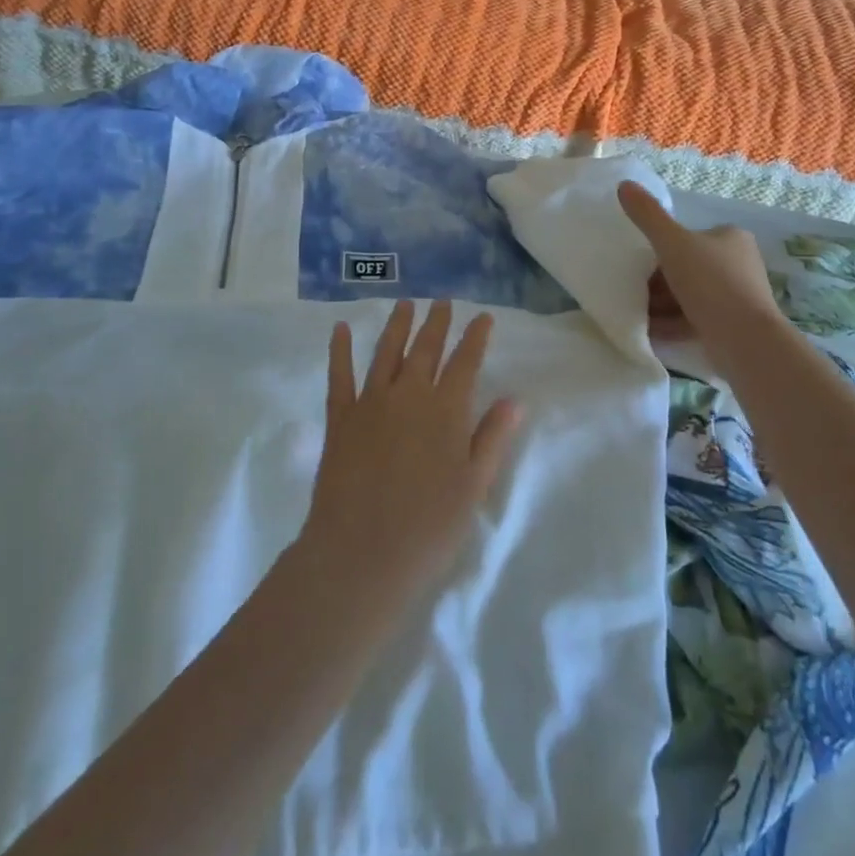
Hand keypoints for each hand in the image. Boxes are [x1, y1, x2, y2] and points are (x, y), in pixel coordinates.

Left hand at [302, 301, 519, 613]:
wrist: (361, 553)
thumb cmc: (428, 527)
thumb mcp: (473, 486)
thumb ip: (492, 438)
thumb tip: (514, 399)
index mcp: (446, 410)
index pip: (466, 362)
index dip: (475, 337)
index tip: (482, 317)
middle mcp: (409, 395)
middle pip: (426, 349)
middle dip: (437, 323)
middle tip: (443, 302)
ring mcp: (371, 403)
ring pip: (386, 352)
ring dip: (398, 325)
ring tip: (405, 304)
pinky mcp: (340, 418)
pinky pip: (340, 375)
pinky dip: (340, 350)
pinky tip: (341, 328)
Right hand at [618, 181, 779, 343]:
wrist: (745, 340)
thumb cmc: (710, 283)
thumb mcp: (672, 243)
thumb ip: (647, 215)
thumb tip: (624, 184)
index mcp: (731, 238)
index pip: (690, 237)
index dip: (662, 249)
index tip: (641, 266)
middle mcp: (739, 264)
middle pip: (689, 268)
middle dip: (660, 281)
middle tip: (635, 292)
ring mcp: (738, 297)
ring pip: (691, 295)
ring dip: (663, 304)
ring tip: (637, 314)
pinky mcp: (733, 327)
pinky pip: (696, 320)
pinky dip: (673, 324)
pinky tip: (650, 332)